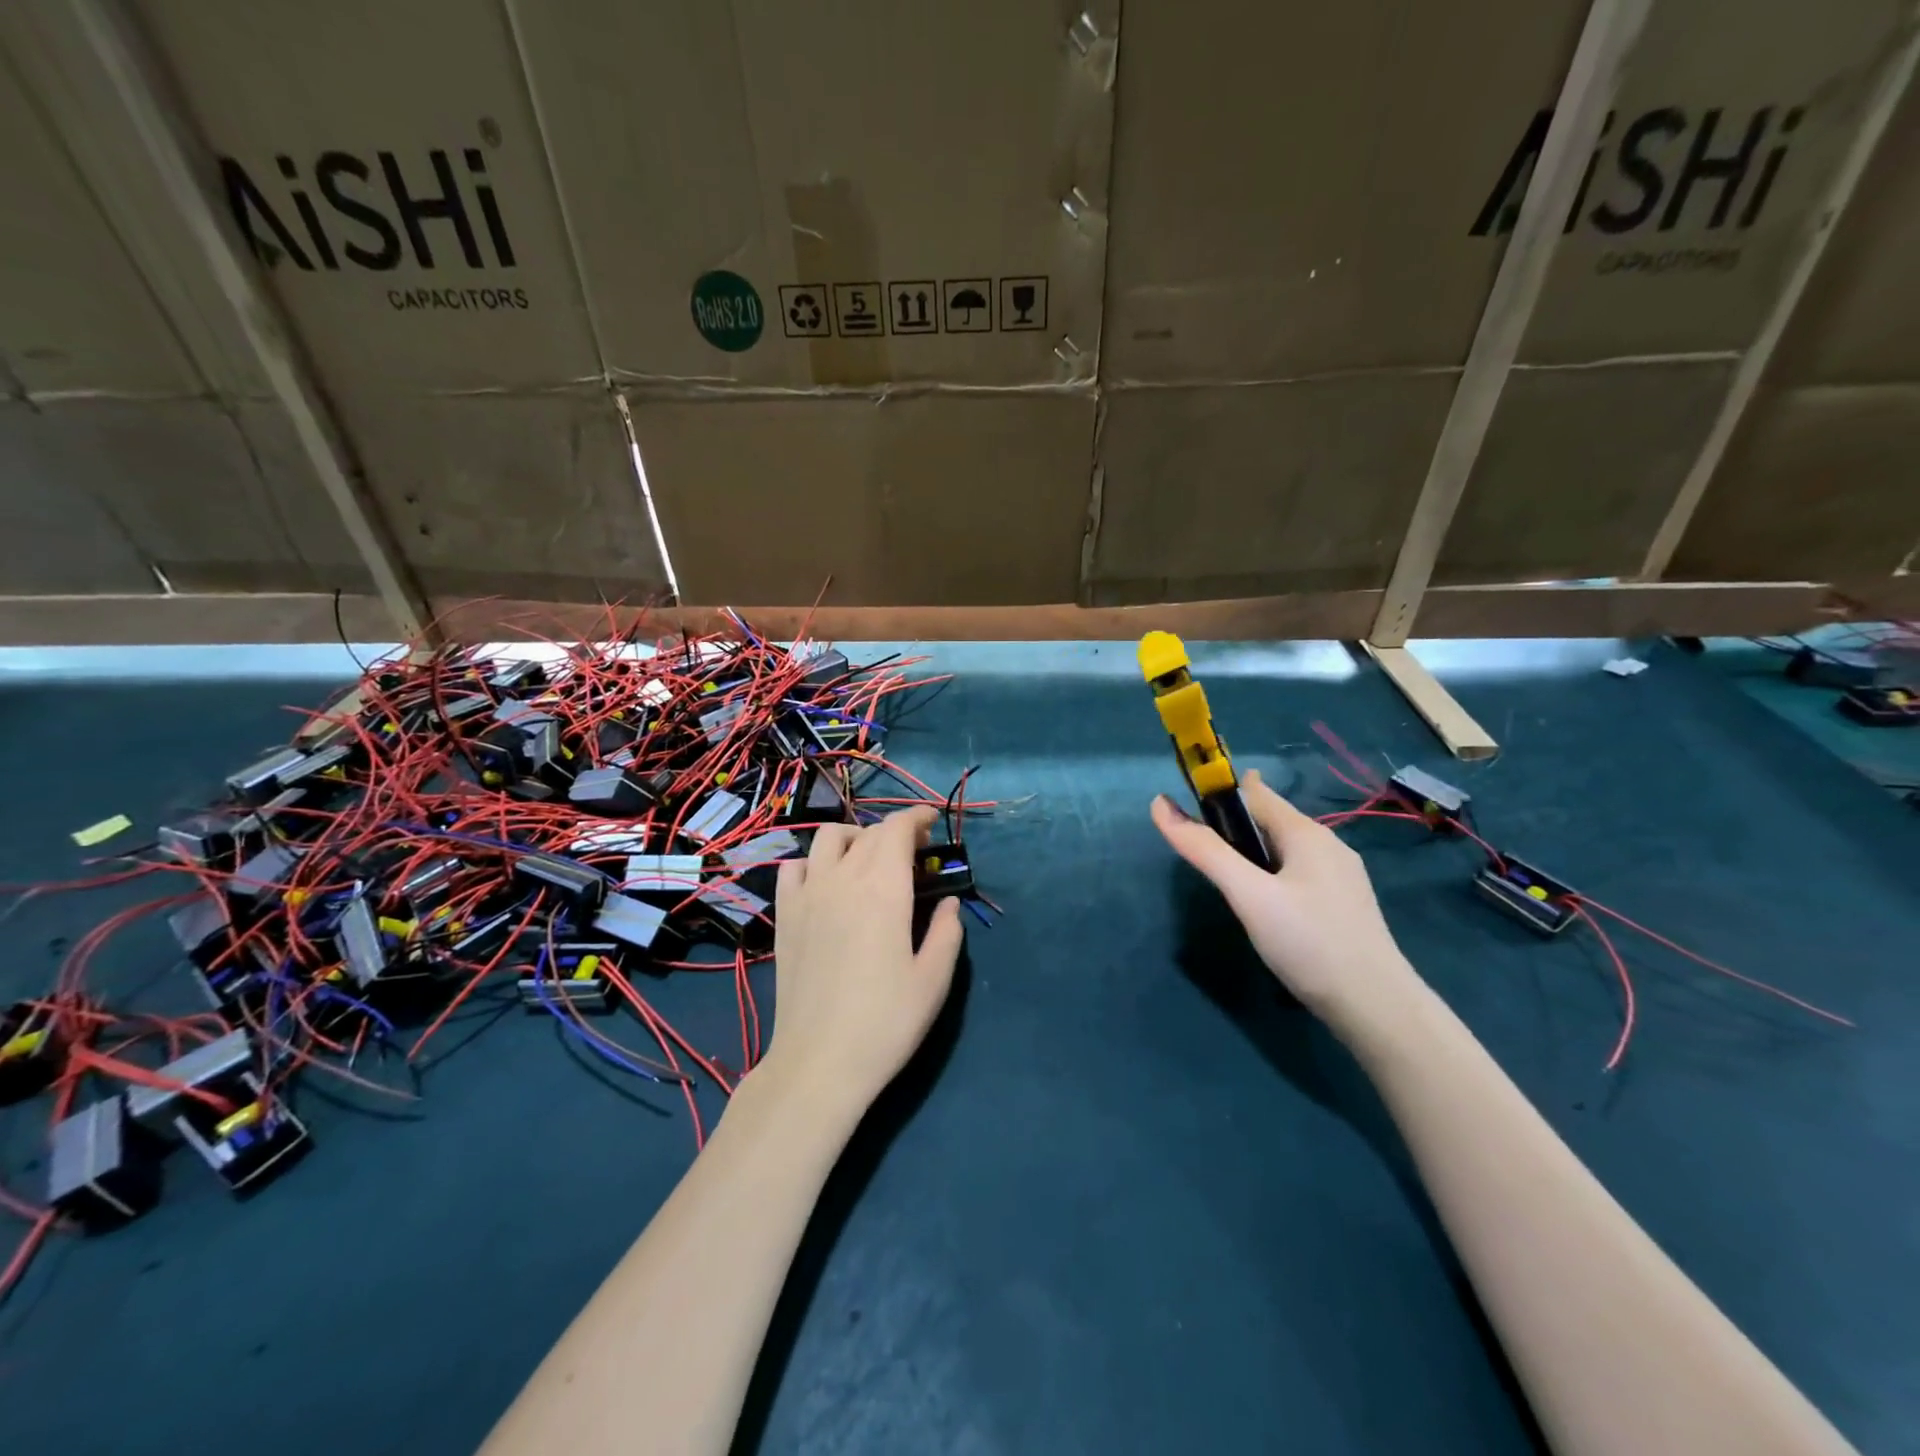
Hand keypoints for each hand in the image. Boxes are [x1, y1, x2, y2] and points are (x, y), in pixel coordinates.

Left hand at [759, 806, 963, 1115]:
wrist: (819, 1061)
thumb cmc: (886, 1021)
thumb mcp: (934, 980)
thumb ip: (947, 932)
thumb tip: (949, 902)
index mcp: (884, 888)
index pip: (897, 828)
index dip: (917, 817)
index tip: (931, 822)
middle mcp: (843, 879)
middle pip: (868, 833)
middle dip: (895, 832)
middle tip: (913, 854)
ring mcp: (808, 895)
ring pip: (827, 838)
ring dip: (854, 838)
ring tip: (868, 861)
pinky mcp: (784, 916)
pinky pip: (793, 868)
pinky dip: (812, 863)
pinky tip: (825, 884)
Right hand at [1151, 770, 1422, 1035]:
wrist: (1376, 1007)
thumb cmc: (1308, 942)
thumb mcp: (1248, 895)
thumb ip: (1205, 851)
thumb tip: (1159, 806)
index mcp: (1306, 832)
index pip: (1255, 792)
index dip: (1220, 792)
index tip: (1188, 807)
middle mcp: (1328, 845)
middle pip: (1271, 820)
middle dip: (1235, 825)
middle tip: (1202, 851)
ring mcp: (1340, 876)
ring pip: (1285, 849)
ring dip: (1253, 852)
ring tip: (1228, 879)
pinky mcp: (1343, 905)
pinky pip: (1298, 873)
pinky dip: (1272, 874)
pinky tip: (1264, 904)